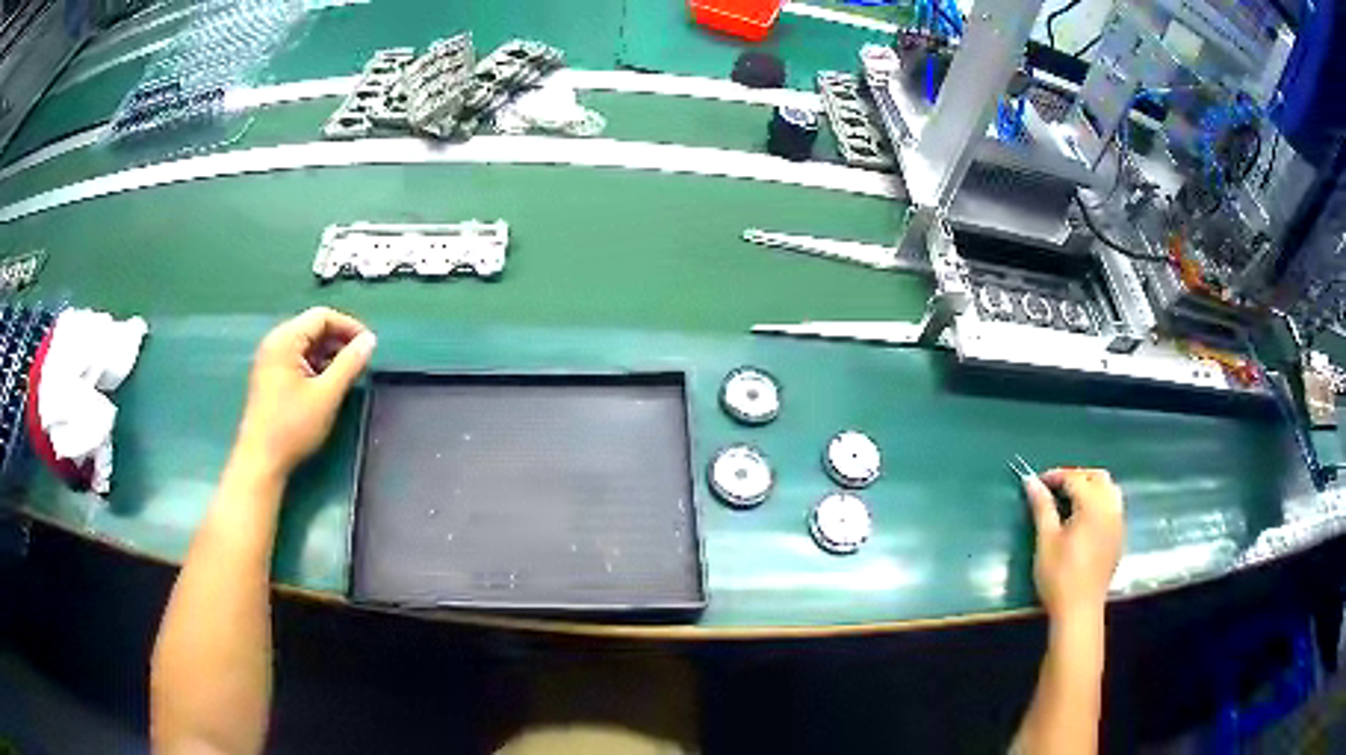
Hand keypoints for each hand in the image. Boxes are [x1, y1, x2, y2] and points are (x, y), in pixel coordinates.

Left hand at [235, 308, 375, 477]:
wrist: (261, 461)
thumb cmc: (292, 426)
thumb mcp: (327, 395)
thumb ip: (349, 364)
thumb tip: (370, 341)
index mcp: (285, 340)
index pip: (322, 317)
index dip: (349, 326)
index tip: (369, 346)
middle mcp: (275, 342)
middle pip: (313, 327)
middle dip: (339, 340)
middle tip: (361, 361)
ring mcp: (270, 359)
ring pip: (306, 344)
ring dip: (328, 354)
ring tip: (347, 375)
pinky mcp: (270, 376)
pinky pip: (297, 358)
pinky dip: (315, 365)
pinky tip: (327, 384)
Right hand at [1024, 468, 1124, 619]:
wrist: (1080, 611)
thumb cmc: (1060, 576)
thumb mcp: (1046, 540)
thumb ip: (1042, 507)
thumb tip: (1030, 480)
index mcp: (1093, 505)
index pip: (1075, 477)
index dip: (1055, 476)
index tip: (1037, 483)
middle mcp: (1110, 508)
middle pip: (1098, 477)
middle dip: (1077, 476)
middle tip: (1055, 489)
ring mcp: (1118, 523)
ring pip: (1110, 490)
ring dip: (1091, 487)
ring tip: (1071, 500)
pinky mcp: (1119, 537)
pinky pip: (1114, 507)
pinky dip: (1100, 502)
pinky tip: (1085, 519)